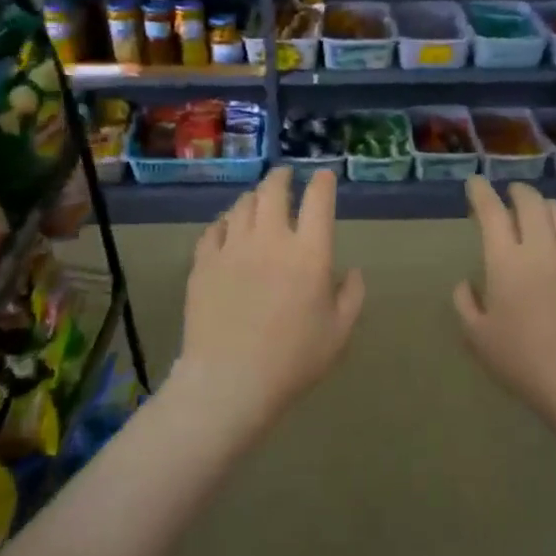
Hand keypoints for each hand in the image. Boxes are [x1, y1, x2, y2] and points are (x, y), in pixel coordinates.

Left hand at [172, 167, 364, 437]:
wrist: (230, 380)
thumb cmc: (293, 360)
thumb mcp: (339, 333)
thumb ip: (351, 296)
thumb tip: (350, 271)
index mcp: (309, 253)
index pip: (318, 201)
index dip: (323, 183)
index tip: (324, 176)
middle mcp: (270, 239)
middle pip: (273, 191)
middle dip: (282, 177)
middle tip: (285, 175)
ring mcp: (232, 248)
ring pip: (242, 205)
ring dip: (254, 197)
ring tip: (258, 200)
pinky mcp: (203, 263)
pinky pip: (214, 230)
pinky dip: (225, 223)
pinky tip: (227, 228)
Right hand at [453, 177, 555, 437]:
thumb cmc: (522, 360)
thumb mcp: (477, 337)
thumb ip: (466, 303)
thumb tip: (468, 284)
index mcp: (506, 261)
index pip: (491, 212)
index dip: (481, 193)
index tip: (475, 183)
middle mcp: (541, 248)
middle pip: (531, 201)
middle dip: (517, 192)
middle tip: (509, 196)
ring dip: (545, 207)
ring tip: (539, 215)